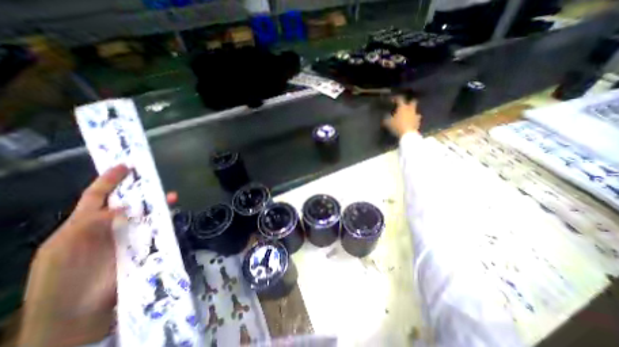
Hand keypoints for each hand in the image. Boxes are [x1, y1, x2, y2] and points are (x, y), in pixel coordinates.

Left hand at [18, 164, 177, 346]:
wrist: (76, 314)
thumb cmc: (60, 280)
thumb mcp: (63, 249)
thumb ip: (90, 225)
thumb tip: (124, 207)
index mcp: (83, 225)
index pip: (97, 196)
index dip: (110, 180)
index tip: (125, 165)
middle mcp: (110, 227)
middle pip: (129, 202)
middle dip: (141, 189)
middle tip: (153, 178)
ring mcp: (129, 236)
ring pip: (147, 214)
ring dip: (159, 204)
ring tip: (171, 196)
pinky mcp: (145, 246)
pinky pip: (157, 229)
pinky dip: (166, 220)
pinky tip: (172, 215)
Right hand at [381, 97, 422, 138]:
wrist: (408, 134)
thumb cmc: (397, 126)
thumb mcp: (388, 123)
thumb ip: (386, 118)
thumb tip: (385, 115)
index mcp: (402, 107)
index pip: (400, 99)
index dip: (396, 98)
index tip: (392, 100)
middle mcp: (410, 109)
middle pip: (412, 101)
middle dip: (409, 101)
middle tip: (404, 104)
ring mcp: (415, 115)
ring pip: (415, 110)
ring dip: (412, 111)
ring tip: (408, 114)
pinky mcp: (418, 121)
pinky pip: (417, 118)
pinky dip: (414, 118)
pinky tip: (412, 121)